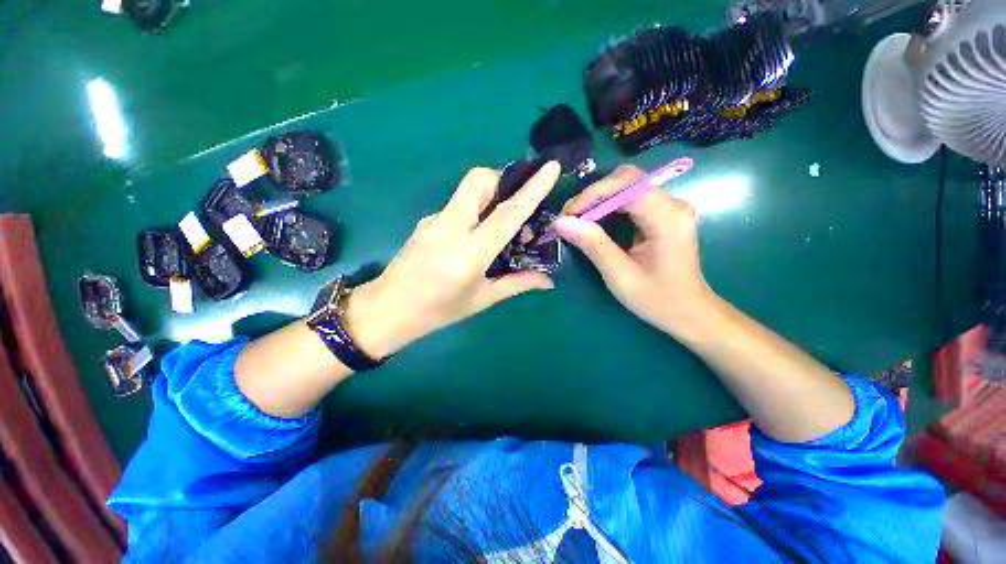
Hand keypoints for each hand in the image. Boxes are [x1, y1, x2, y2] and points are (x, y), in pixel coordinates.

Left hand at [344, 162, 561, 357]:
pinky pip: (456, 205)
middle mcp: (450, 228)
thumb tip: (548, 280)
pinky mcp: (425, 221)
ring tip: (497, 224)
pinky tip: (474, 235)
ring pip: (466, 190)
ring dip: (489, 195)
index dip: (531, 189)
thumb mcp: (481, 300)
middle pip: (478, 181)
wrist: (386, 310)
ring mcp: (433, 221)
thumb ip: (516, 284)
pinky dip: (474, 210)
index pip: (505, 213)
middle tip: (515, 204)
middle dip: (503, 180)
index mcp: (468, 253)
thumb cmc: (437, 311)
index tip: (550, 167)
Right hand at [554, 165, 712, 334]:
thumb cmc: (657, 299)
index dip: (594, 193)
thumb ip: (593, 245)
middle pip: (628, 180)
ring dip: (598, 200)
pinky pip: (630, 198)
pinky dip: (607, 207)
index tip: (568, 213)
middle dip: (594, 195)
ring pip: (627, 186)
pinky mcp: (663, 213)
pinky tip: (594, 221)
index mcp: (668, 219)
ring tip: (576, 220)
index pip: (629, 185)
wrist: (688, 311)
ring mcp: (670, 207)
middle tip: (569, 217)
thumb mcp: (620, 276)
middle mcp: (673, 204)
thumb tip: (561, 222)